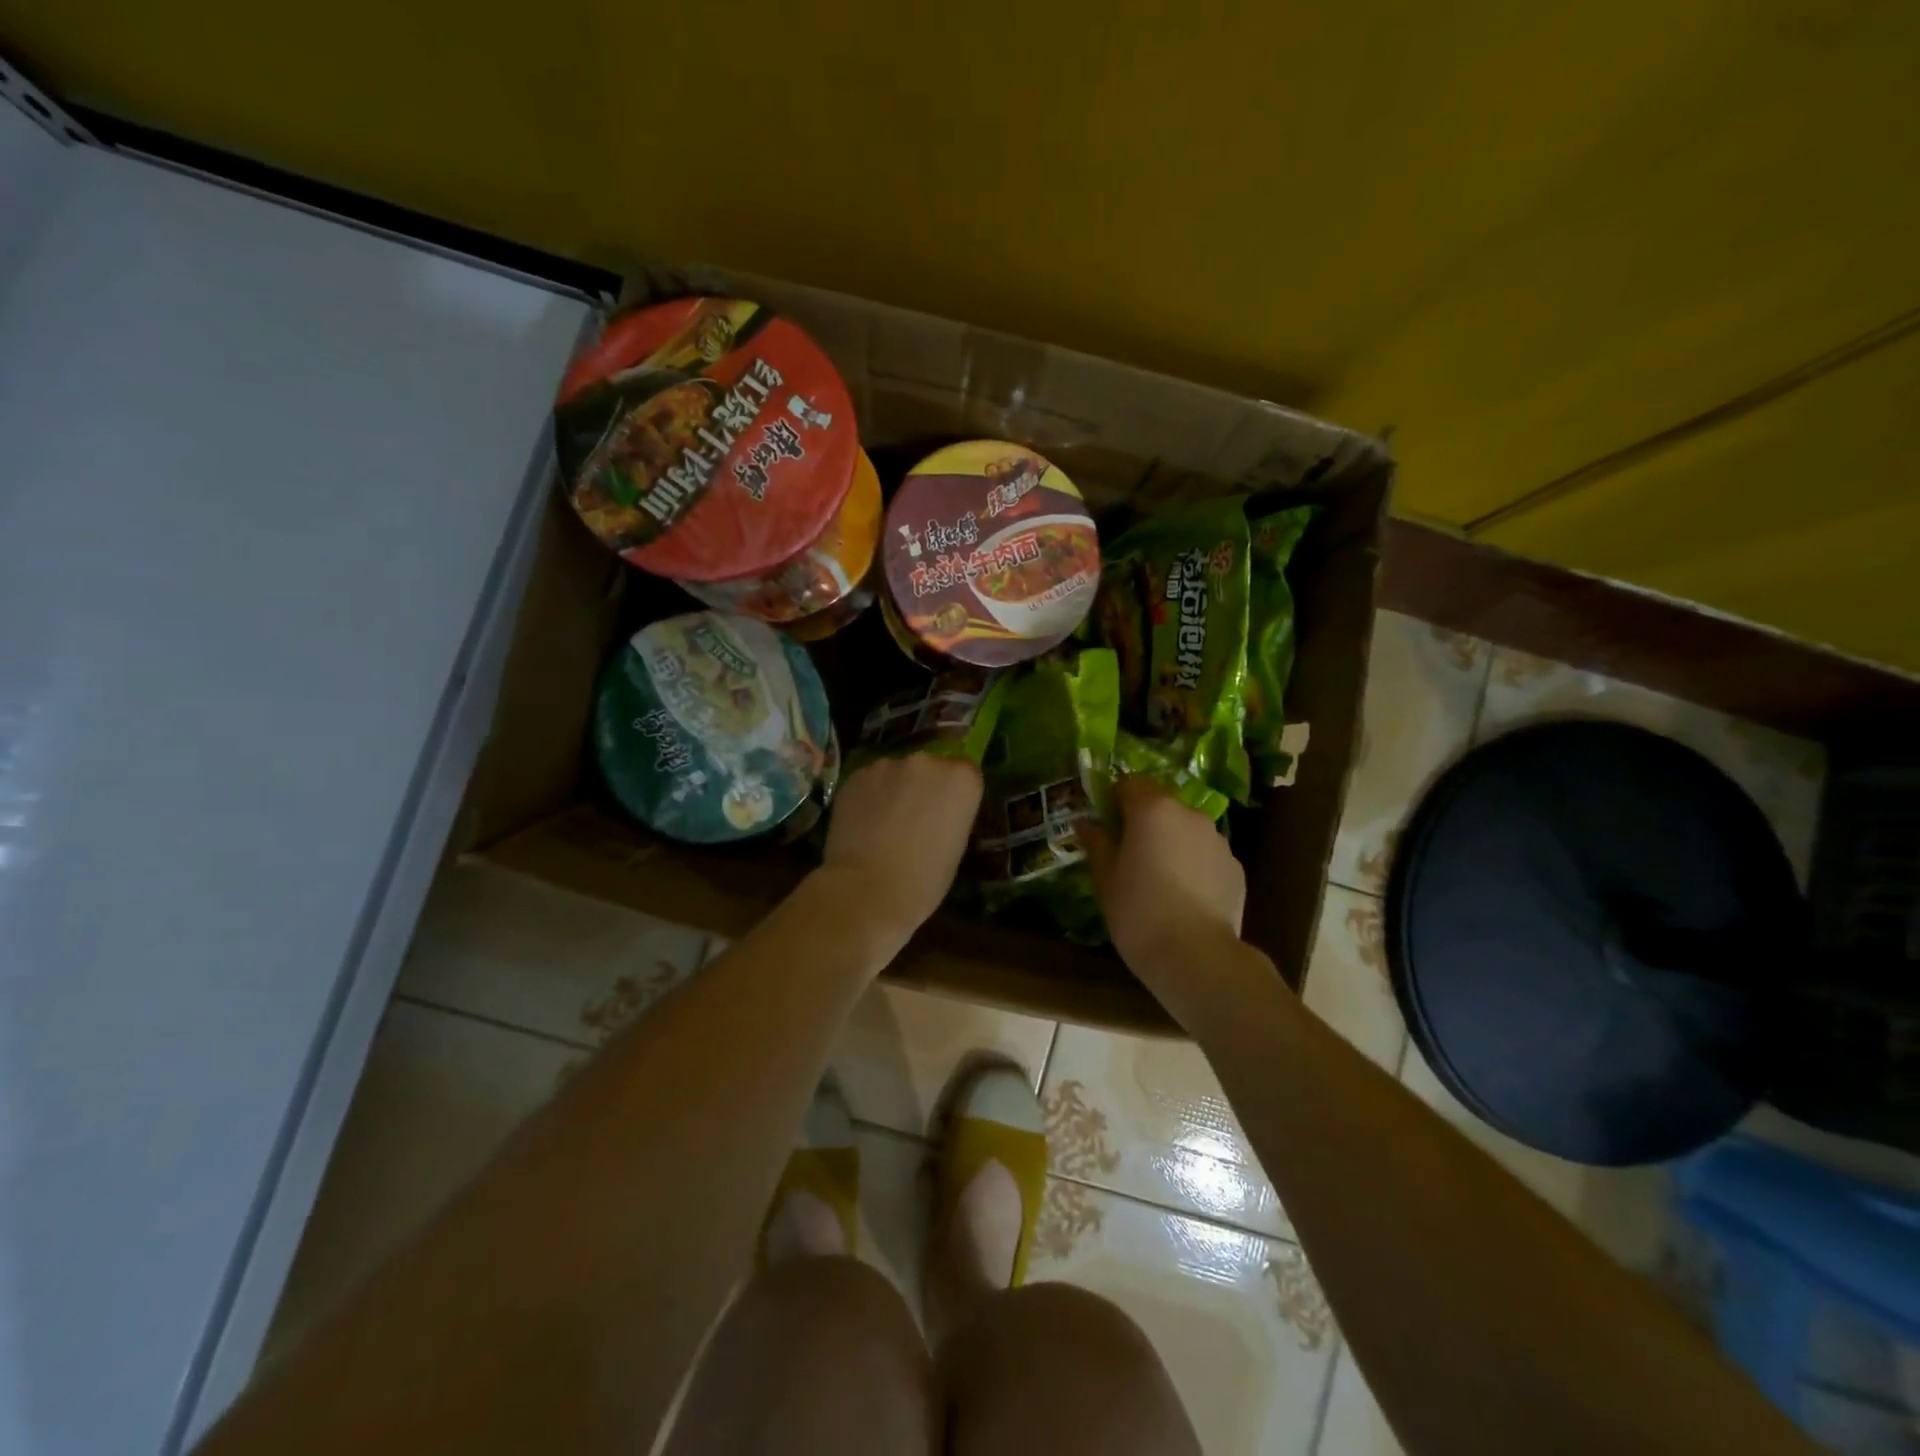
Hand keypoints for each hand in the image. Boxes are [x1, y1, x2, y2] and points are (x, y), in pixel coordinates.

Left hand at [817, 753, 982, 952]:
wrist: (868, 889)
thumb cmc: (924, 880)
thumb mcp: (956, 846)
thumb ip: (951, 815)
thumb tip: (936, 812)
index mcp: (961, 778)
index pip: (965, 772)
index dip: (954, 793)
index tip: (946, 814)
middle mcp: (926, 762)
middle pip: (929, 767)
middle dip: (923, 787)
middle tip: (914, 819)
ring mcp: (887, 765)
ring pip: (895, 773)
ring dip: (894, 790)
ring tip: (884, 824)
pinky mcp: (855, 776)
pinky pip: (868, 782)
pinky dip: (868, 798)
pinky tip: (863, 825)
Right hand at [1085, 776, 1245, 985]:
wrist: (1197, 957)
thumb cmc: (1139, 912)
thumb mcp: (1106, 878)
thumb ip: (1097, 843)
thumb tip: (1085, 823)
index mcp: (1152, 810)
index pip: (1129, 783)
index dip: (1114, 799)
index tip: (1106, 825)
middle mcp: (1188, 814)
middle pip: (1161, 804)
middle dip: (1144, 821)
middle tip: (1129, 854)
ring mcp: (1217, 840)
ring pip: (1185, 829)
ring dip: (1171, 842)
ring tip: (1159, 880)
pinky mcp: (1235, 867)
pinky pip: (1206, 855)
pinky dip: (1193, 865)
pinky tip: (1184, 897)